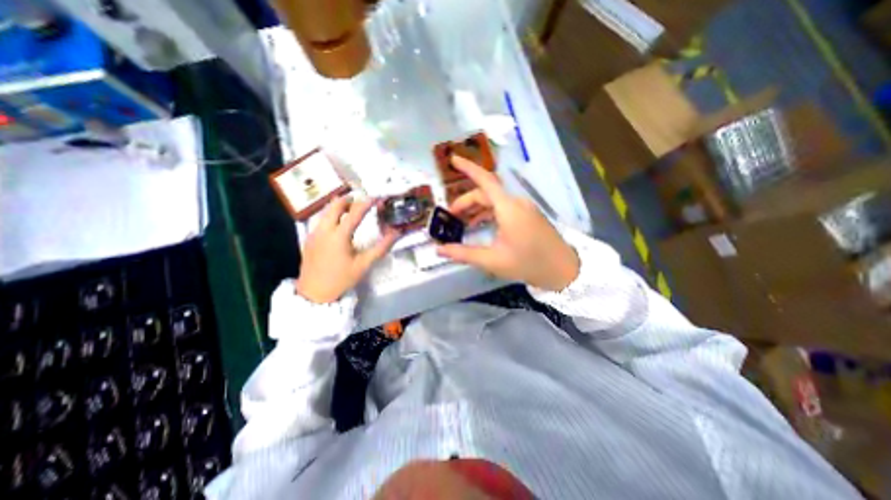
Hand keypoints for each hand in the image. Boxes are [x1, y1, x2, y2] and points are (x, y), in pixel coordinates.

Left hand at [296, 197, 398, 302]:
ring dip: (339, 207)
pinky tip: (339, 225)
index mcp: (339, 236)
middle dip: (349, 200)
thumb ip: (380, 248)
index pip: (354, 213)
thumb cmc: (341, 279)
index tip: (375, 197)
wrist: (314, 293)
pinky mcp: (309, 239)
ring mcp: (314, 233)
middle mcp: (324, 230)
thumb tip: (395, 234)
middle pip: (335, 205)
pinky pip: (321, 220)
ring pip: (326, 211)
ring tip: (352, 210)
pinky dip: (331, 216)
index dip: (366, 203)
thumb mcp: (363, 265)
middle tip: (361, 202)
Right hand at [435, 155, 582, 289]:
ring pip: (495, 201)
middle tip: (451, 217)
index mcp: (508, 208)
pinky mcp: (528, 215)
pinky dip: (489, 213)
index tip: (453, 160)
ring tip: (463, 223)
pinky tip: (481, 226)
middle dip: (466, 202)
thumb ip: (464, 253)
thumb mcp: (492, 260)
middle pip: (486, 193)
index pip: (485, 180)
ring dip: (477, 209)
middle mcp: (517, 202)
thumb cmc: (528, 264)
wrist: (563, 271)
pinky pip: (504, 208)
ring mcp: (525, 208)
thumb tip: (440, 250)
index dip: (468, 168)